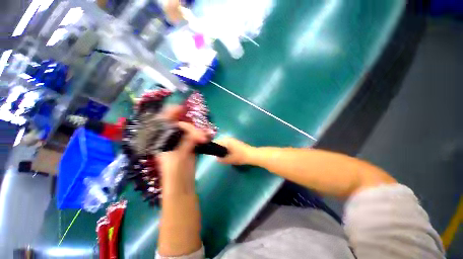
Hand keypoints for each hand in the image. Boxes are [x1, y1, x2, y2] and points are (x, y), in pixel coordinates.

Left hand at [158, 106, 207, 194]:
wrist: (182, 186)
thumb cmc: (174, 173)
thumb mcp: (178, 157)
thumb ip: (187, 143)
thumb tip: (198, 134)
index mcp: (162, 141)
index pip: (164, 123)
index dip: (170, 114)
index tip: (180, 108)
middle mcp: (170, 140)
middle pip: (180, 126)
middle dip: (191, 128)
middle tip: (201, 135)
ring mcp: (181, 143)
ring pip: (189, 131)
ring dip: (198, 132)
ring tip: (205, 138)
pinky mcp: (190, 147)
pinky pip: (195, 137)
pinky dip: (201, 136)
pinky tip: (206, 137)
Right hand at [215, 137, 254, 164]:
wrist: (252, 155)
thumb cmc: (240, 156)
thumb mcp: (230, 159)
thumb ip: (222, 159)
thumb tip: (217, 159)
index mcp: (227, 141)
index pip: (216, 142)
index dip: (213, 147)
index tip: (212, 154)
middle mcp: (229, 139)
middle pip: (220, 143)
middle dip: (218, 149)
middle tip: (218, 156)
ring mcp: (233, 140)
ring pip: (224, 144)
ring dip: (222, 150)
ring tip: (223, 157)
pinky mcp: (236, 143)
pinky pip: (228, 145)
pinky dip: (226, 149)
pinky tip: (228, 155)